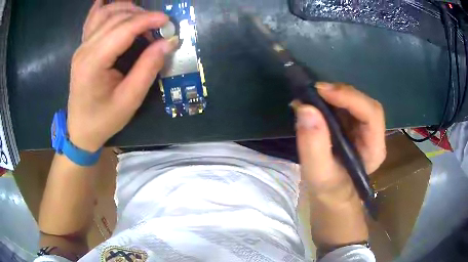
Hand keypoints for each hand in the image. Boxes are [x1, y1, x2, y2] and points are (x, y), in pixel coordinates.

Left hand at [67, 0, 177, 151]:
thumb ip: (148, 68)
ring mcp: (81, 47)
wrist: (80, 130)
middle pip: (115, 18)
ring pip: (105, 14)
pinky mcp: (82, 48)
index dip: (147, 20)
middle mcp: (85, 49)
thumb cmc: (104, 120)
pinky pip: (93, 20)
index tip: (168, 21)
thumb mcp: (130, 100)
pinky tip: (109, 0)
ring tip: (143, 16)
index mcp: (93, 63)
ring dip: (127, 8)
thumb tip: (168, 42)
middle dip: (141, 15)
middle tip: (159, 24)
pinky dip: (104, 6)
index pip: (123, 29)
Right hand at [296, 82, 385, 201]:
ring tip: (309, 97)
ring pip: (353, 100)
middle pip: (363, 103)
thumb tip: (305, 108)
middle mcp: (373, 134)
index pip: (372, 114)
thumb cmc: (329, 189)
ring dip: (332, 94)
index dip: (350, 98)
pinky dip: (327, 100)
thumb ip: (313, 146)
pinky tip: (312, 102)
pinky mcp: (352, 124)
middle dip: (340, 94)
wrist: (331, 194)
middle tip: (313, 91)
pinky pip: (343, 104)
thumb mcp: (319, 175)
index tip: (321, 91)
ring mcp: (363, 127)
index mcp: (374, 148)